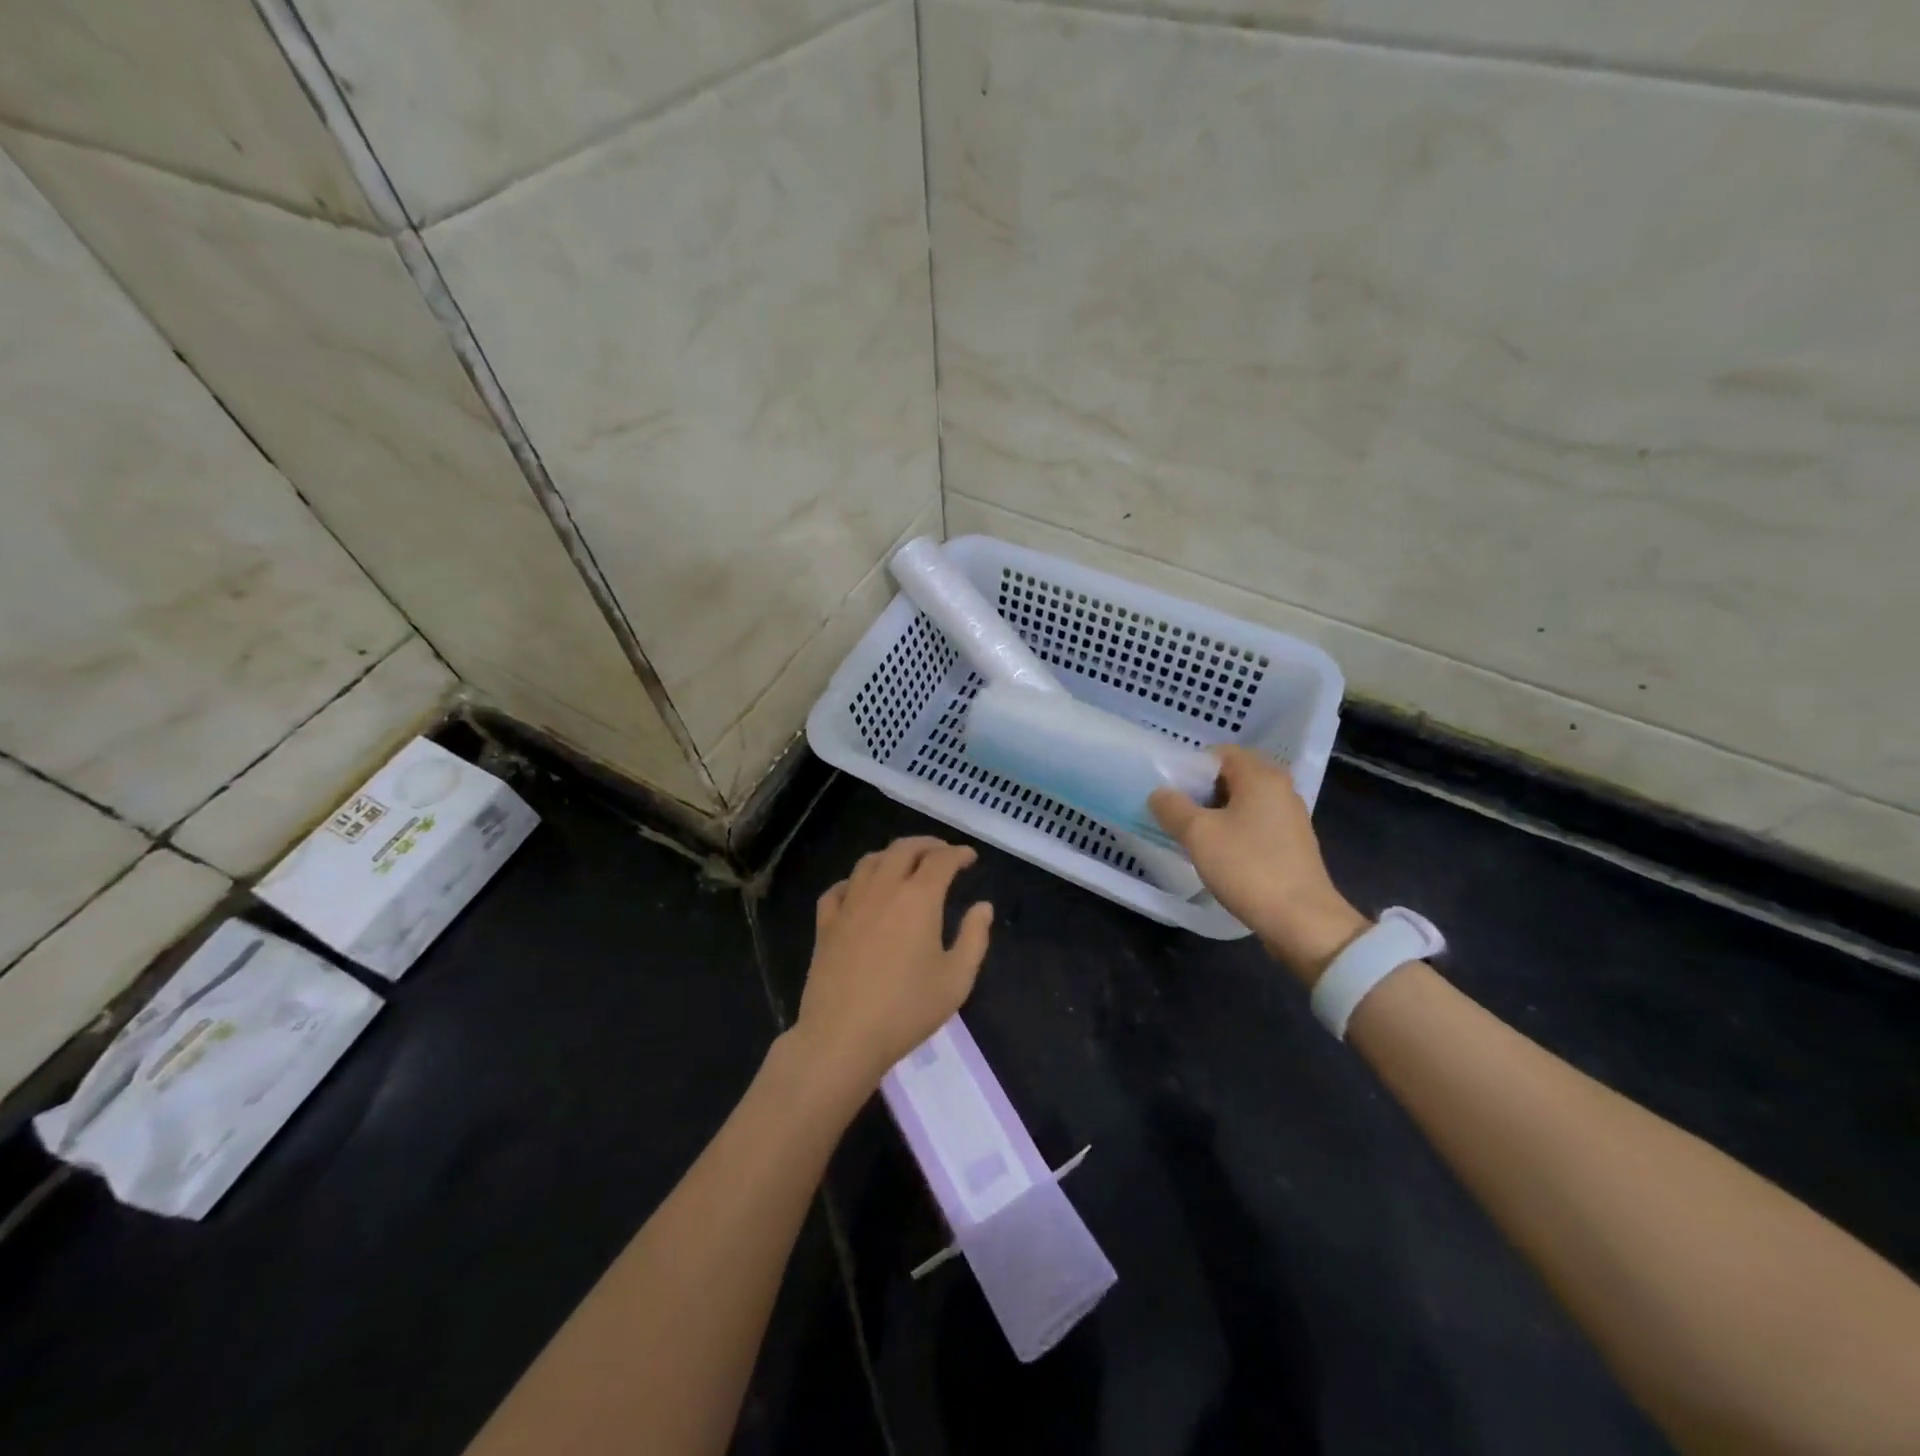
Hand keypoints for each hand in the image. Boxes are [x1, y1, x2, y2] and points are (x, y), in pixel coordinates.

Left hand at [793, 837, 993, 1090]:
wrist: (843, 1036)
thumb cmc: (907, 1009)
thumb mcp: (956, 979)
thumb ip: (974, 938)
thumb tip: (983, 906)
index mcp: (918, 898)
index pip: (941, 860)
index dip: (958, 853)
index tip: (970, 857)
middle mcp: (883, 889)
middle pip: (903, 849)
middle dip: (927, 845)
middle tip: (942, 852)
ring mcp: (850, 904)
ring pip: (869, 861)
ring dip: (892, 855)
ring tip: (904, 863)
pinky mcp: (825, 924)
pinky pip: (838, 889)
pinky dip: (854, 880)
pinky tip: (859, 890)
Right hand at [1149, 746, 1367, 983]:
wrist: (1302, 921)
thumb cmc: (1248, 868)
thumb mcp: (1198, 835)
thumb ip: (1172, 807)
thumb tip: (1160, 793)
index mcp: (1261, 776)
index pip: (1220, 752)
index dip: (1191, 767)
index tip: (1170, 792)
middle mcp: (1280, 789)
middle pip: (1232, 776)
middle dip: (1201, 792)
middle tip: (1175, 814)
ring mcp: (1290, 818)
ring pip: (1243, 802)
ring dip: (1215, 814)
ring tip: (1191, 836)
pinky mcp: (1292, 845)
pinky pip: (1255, 825)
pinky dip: (1233, 831)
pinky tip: (1217, 855)